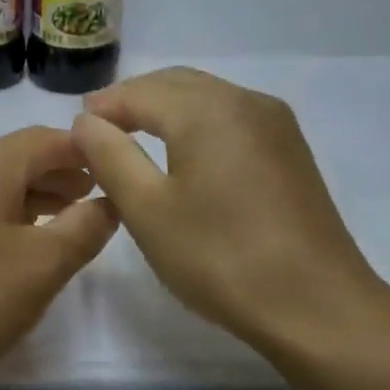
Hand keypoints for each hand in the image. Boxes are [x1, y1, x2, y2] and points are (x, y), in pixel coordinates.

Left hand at [0, 126, 119, 389]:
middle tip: (98, 202)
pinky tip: (18, 246)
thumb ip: (85, 227)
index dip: (88, 154)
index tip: (118, 173)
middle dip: (60, 177)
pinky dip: (2, 216)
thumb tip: (108, 202)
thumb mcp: (43, 265)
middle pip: (18, 158)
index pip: (49, 139)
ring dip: (32, 198)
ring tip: (66, 224)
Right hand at [71, 67, 389, 364]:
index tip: (73, 131)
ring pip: (206, 97)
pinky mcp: (289, 150)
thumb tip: (86, 121)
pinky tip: (182, 155)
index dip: (102, 107)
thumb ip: (110, 157)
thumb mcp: (147, 210)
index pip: (139, 92)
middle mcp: (245, 101)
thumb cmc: (220, 258)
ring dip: (164, 109)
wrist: (316, 306)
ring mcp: (275, 124)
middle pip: (175, 84)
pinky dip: (195, 123)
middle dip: (132, 100)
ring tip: (132, 140)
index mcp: (207, 110)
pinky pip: (230, 117)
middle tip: (98, 131)